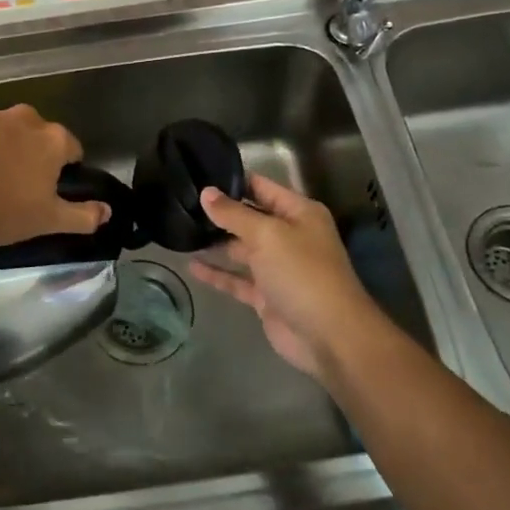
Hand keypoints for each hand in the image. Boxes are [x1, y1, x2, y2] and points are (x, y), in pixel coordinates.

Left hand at [0, 105, 110, 247]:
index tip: (51, 192)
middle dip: (35, 158)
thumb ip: (82, 215)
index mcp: (53, 138)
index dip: (66, 171)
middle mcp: (25, 119)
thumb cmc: (0, 208)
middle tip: (22, 189)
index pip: (73, 149)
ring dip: (6, 152)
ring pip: (8, 135)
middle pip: (40, 137)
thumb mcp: (47, 221)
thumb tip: (107, 211)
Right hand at [189, 174, 390, 379]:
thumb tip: (207, 192)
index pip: (262, 187)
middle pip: (250, 217)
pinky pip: (237, 279)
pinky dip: (217, 273)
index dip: (233, 180)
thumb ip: (234, 214)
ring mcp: (277, 267)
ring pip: (241, 249)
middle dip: (220, 211)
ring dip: (216, 242)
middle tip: (183, 201)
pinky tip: (192, 266)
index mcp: (299, 213)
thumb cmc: (302, 272)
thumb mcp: (267, 235)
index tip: (199, 173)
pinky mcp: (266, 295)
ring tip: (181, 230)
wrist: (328, 336)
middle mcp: (289, 236)